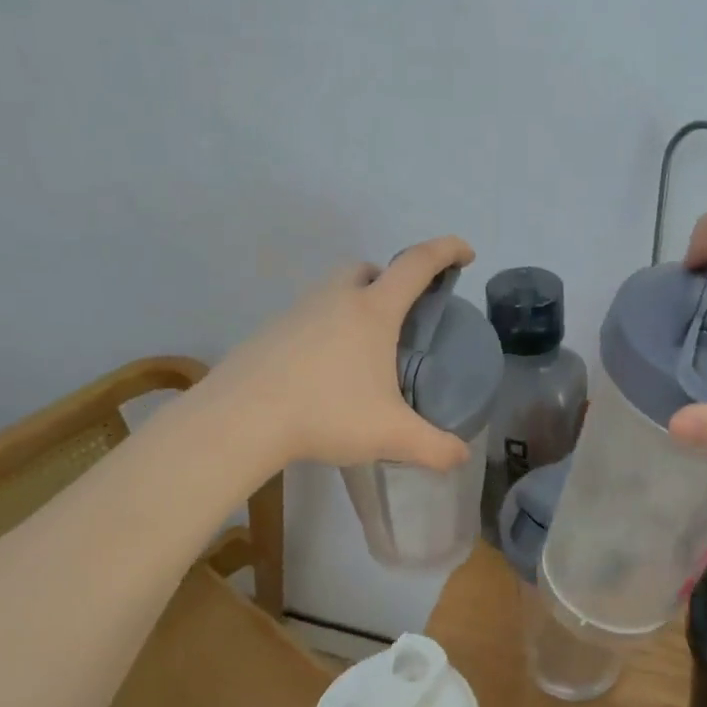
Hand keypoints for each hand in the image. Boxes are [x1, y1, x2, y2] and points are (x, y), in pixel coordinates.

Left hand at [207, 236, 476, 471]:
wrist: (242, 417)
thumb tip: (460, 456)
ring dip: (356, 305)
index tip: (465, 253)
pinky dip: (326, 331)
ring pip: (335, 291)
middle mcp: (336, 299)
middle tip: (402, 317)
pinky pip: (309, 318)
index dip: (447, 250)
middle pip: (370, 270)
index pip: (418, 264)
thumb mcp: (390, 435)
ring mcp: (298, 311)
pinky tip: (325, 372)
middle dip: (392, 281)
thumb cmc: (326, 413)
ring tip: (364, 352)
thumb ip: (434, 447)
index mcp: (373, 310)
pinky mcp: (270, 331)